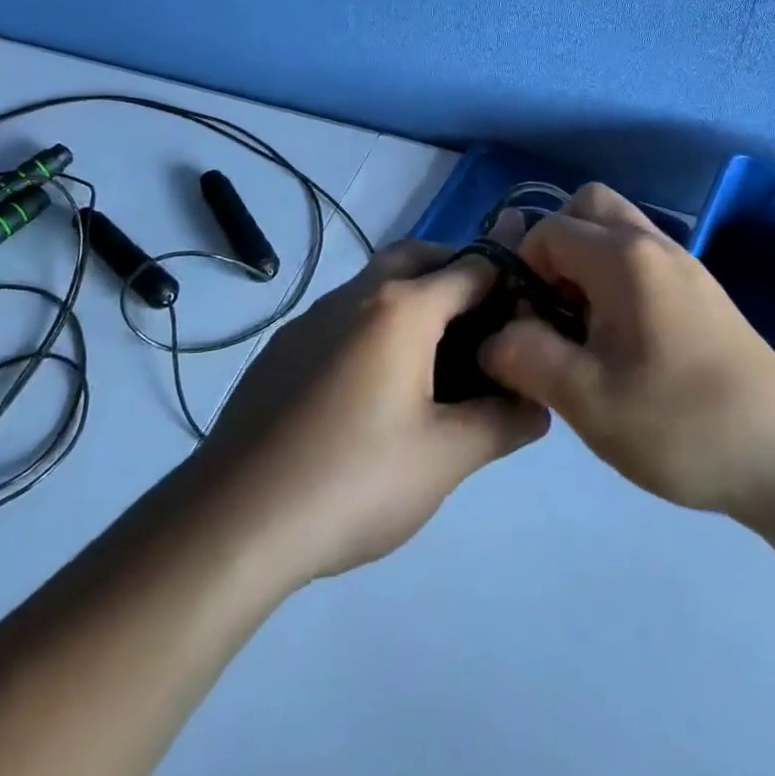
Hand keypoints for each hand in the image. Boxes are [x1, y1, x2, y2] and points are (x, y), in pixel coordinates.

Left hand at [190, 242, 549, 584]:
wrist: (237, 518)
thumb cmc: (355, 479)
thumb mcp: (446, 457)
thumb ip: (503, 422)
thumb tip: (538, 404)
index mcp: (401, 308)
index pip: (472, 268)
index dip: (508, 285)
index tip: (527, 318)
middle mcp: (355, 295)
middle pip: (418, 257)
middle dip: (456, 273)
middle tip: (484, 323)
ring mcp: (311, 318)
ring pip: (375, 284)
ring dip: (412, 298)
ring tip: (437, 358)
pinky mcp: (284, 347)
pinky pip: (343, 315)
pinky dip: (374, 325)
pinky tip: (374, 387)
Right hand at [479, 184, 774, 537]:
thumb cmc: (682, 424)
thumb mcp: (587, 400)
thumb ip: (525, 358)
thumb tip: (491, 337)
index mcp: (624, 258)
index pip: (548, 229)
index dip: (523, 270)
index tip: (530, 325)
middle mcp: (655, 244)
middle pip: (587, 206)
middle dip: (554, 247)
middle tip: (553, 308)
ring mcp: (685, 265)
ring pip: (616, 230)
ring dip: (585, 263)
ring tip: (582, 328)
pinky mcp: (702, 292)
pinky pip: (641, 258)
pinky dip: (614, 278)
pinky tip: (620, 341)